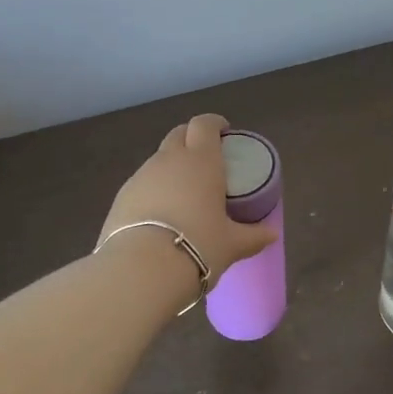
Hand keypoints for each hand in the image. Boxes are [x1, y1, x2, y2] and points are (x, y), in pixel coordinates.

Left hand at [100, 114, 275, 284]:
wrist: (141, 269)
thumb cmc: (198, 247)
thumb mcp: (232, 245)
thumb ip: (253, 236)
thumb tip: (271, 235)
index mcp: (201, 161)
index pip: (204, 125)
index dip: (214, 124)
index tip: (224, 132)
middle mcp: (169, 160)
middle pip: (179, 134)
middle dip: (192, 138)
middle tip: (205, 159)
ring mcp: (141, 176)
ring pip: (158, 159)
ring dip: (171, 166)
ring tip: (184, 192)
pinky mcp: (121, 196)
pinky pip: (142, 183)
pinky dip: (153, 189)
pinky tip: (160, 214)